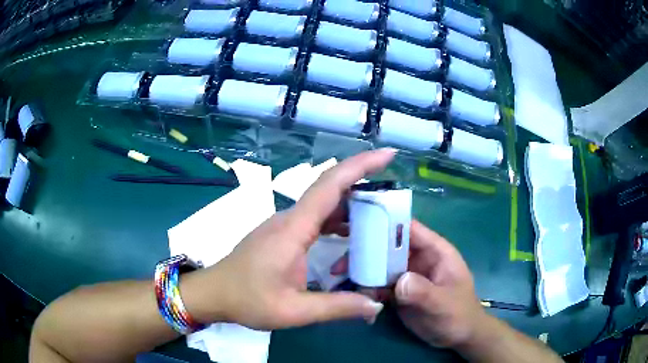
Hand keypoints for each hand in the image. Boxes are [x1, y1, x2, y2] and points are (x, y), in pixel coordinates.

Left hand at [186, 149, 394, 330]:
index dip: (361, 166)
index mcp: (293, 229)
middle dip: (364, 181)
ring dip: (352, 203)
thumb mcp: (293, 311)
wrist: (214, 294)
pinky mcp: (282, 233)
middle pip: (331, 189)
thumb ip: (336, 308)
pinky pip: (316, 218)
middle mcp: (290, 218)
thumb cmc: (247, 300)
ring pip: (324, 204)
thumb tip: (375, 304)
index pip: (331, 186)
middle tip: (396, 192)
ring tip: (382, 213)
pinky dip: (338, 219)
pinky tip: (352, 233)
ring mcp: (285, 224)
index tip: (387, 156)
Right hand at [329, 221, 486, 348]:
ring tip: (341, 283)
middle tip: (340, 265)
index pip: (409, 229)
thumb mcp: (444, 304)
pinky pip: (378, 285)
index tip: (357, 226)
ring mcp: (407, 275)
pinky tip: (355, 299)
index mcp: (434, 251)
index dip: (386, 223)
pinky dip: (366, 290)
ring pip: (379, 266)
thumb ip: (424, 292)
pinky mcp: (398, 291)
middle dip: (365, 253)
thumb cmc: (459, 314)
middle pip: (388, 246)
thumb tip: (399, 281)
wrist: (457, 336)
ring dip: (362, 273)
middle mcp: (417, 258)